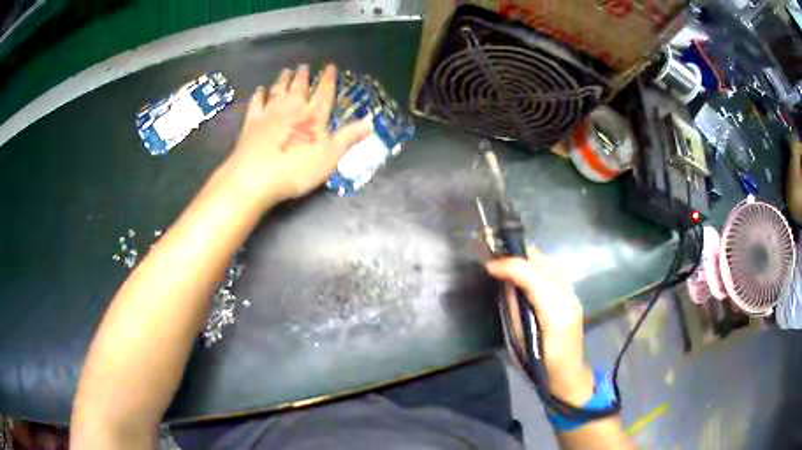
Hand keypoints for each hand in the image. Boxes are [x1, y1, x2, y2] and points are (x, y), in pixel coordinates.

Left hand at [227, 64, 371, 204]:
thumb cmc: (297, 170)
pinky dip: (259, 95)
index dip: (329, 79)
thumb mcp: (330, 157)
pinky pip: (256, 103)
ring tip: (286, 70)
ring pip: (278, 90)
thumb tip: (370, 122)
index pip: (324, 92)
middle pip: (299, 87)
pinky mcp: (252, 122)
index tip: (330, 66)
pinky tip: (260, 90)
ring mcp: (270, 113)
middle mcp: (292, 108)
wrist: (256, 177)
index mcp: (314, 116)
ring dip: (283, 79)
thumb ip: (348, 137)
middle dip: (303, 75)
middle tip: (304, 66)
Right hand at [486, 249, 594, 405]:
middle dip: (519, 256)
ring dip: (529, 259)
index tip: (488, 266)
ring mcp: (573, 295)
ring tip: (508, 263)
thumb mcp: (519, 339)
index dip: (509, 265)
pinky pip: (554, 272)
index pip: (531, 275)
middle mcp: (567, 297)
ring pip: (550, 263)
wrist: (567, 376)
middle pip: (543, 263)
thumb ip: (514, 308)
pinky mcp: (573, 297)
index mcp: (554, 311)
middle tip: (496, 260)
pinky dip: (539, 267)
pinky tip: (527, 273)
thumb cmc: (538, 364)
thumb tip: (504, 282)